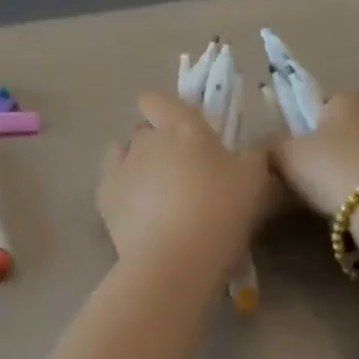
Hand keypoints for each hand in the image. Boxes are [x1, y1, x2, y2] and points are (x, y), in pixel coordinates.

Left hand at [99, 92, 274, 272]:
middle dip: (158, 144)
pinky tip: (138, 211)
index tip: (182, 131)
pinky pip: (111, 182)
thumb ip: (253, 156)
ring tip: (156, 194)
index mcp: (181, 126)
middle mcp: (146, 139)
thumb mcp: (255, 179)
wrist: (176, 258)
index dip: (163, 110)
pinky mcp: (104, 198)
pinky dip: (123, 191)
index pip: (156, 99)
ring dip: (138, 166)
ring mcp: (121, 167)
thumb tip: (251, 150)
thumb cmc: (220, 210)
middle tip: (182, 172)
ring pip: (125, 154)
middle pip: (144, 130)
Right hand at [269, 92, 358, 218]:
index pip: (321, 105)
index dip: (307, 130)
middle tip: (319, 179)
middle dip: (336, 149)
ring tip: (345, 198)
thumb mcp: (287, 157)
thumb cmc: (332, 171)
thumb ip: (277, 146)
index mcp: (347, 98)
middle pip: (349, 128)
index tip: (301, 156)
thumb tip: (277, 146)